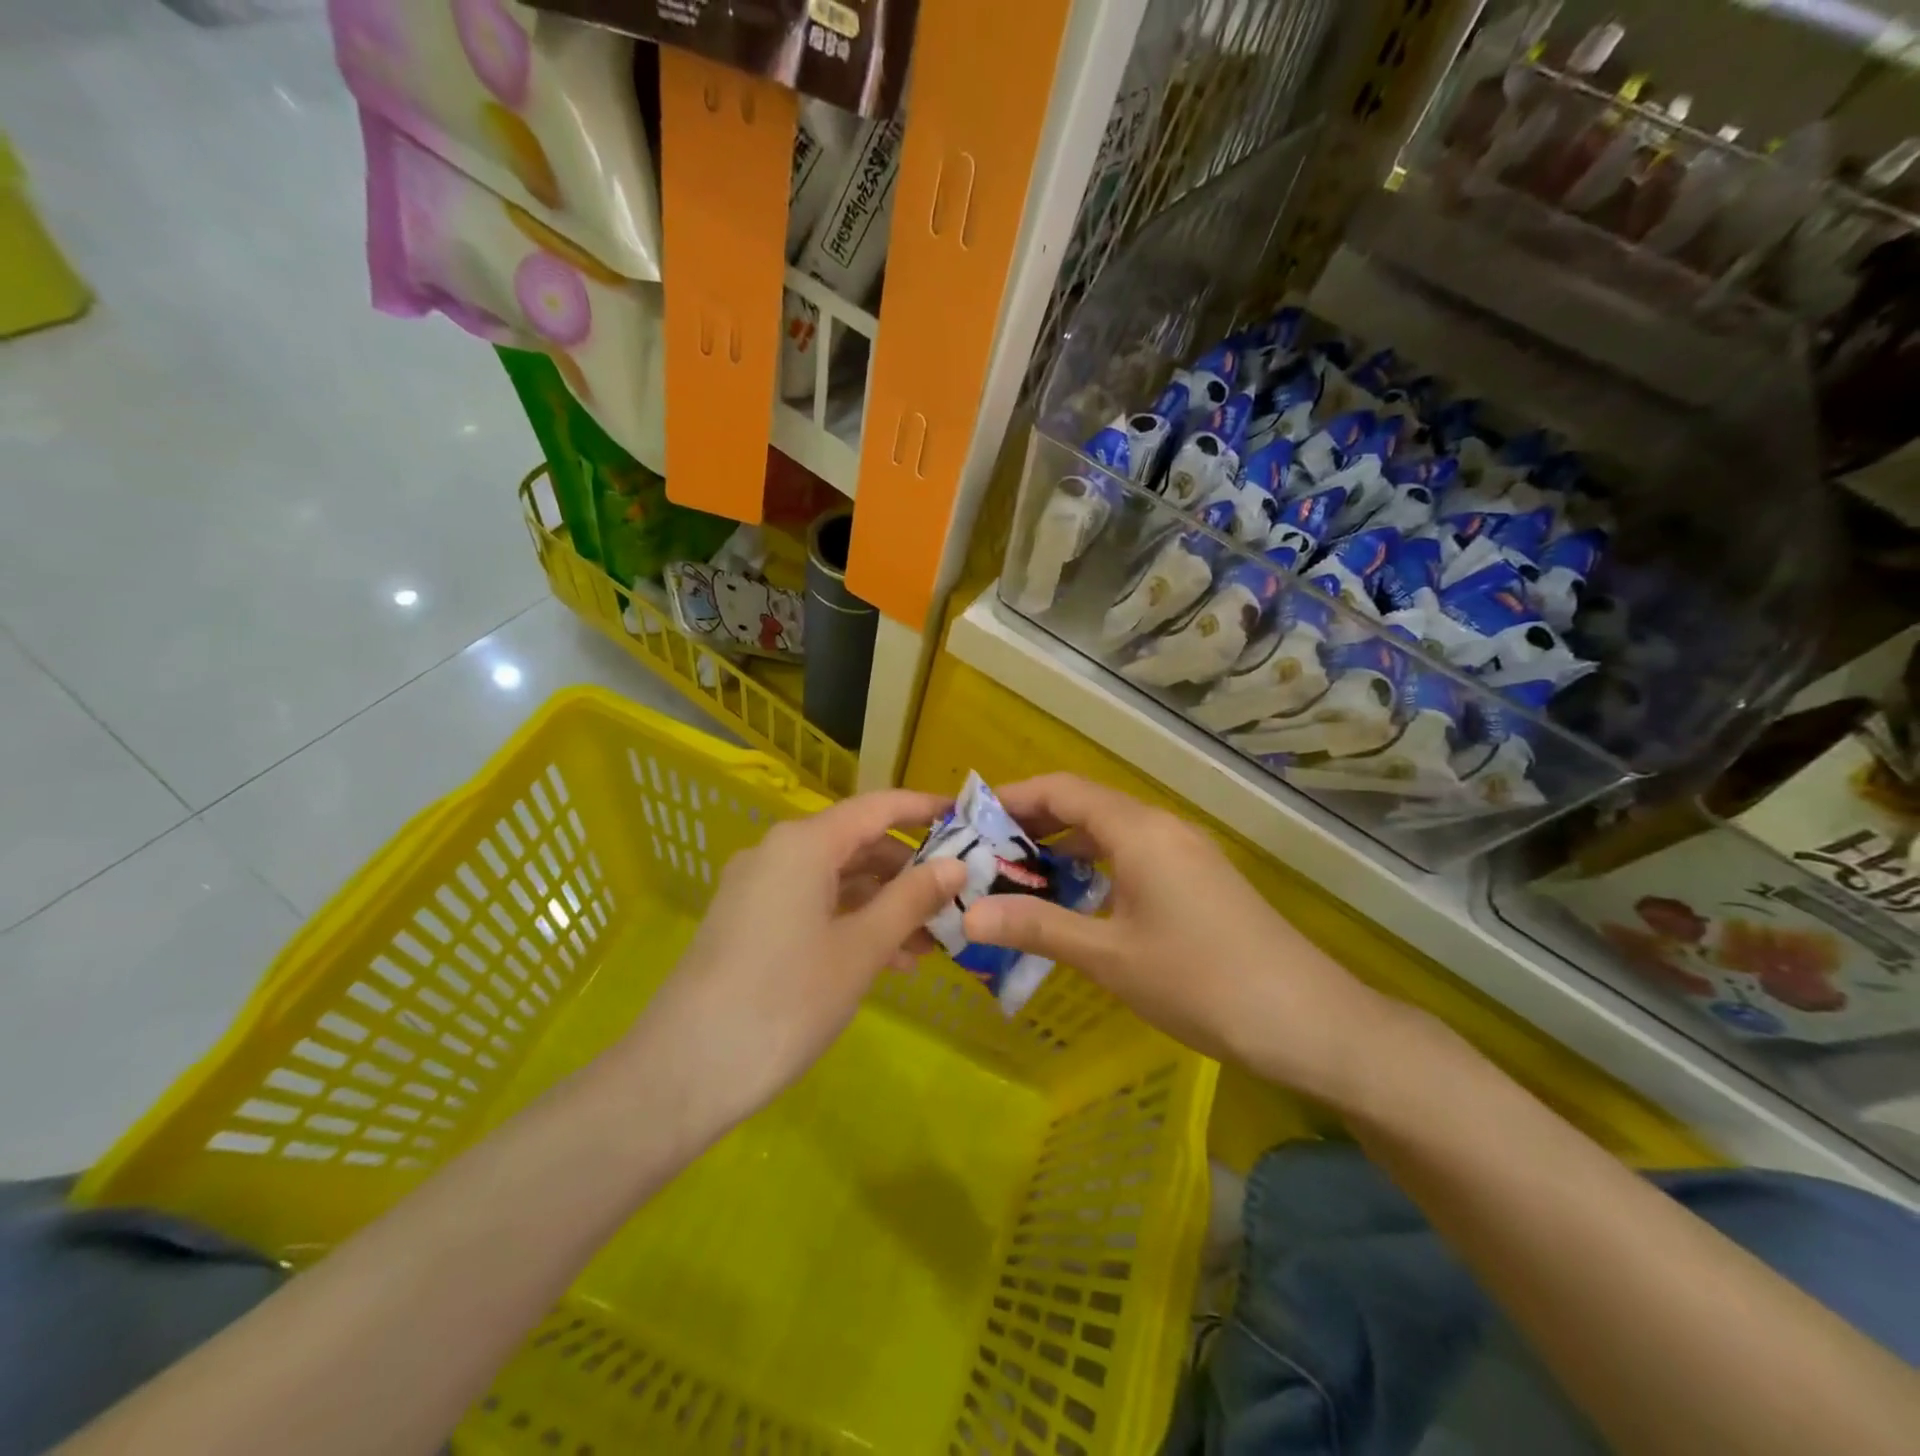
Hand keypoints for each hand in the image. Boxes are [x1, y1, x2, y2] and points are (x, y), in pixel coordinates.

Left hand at [618, 789, 964, 1140]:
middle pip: (858, 844)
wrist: (683, 1073)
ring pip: (837, 880)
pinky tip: (887, 961)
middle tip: (957, 899)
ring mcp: (758, 889)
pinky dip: (852, 922)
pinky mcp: (748, 924)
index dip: (924, 809)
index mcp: (804, 844)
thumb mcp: (861, 949)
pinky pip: (813, 906)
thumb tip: (957, 864)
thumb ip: (912, 899)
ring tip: (930, 943)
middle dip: (909, 870)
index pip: (877, 807)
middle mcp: (778, 853)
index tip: (968, 820)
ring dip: (884, 904)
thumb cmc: (785, 1000)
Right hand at [960, 774, 1383, 1097]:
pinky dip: (1096, 866)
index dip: (1013, 798)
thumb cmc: (1200, 981)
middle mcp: (1162, 826)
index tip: (970, 821)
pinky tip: (1078, 902)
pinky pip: (1134, 854)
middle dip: (1032, 826)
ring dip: (1064, 848)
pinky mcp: (1200, 878)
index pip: (1062, 789)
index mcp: (1138, 830)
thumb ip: (1037, 927)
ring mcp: (1186, 851)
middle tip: (984, 857)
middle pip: (1085, 806)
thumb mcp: (1108, 956)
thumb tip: (967, 916)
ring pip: (1111, 832)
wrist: (1308, 1020)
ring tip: (1019, 878)